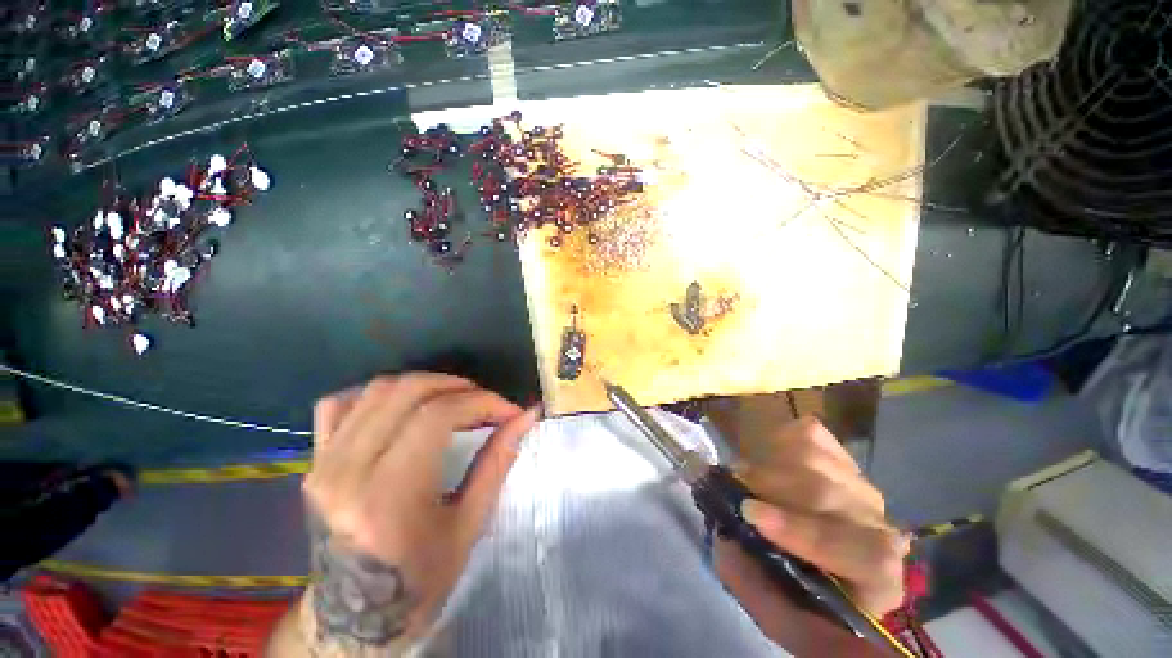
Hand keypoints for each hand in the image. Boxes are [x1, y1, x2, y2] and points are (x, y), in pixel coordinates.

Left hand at [298, 373, 538, 654]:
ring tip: (454, 400)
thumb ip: (498, 461)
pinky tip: (403, 405)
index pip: (438, 417)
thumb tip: (527, 416)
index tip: (510, 411)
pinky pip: (338, 404)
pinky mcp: (314, 462)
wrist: (353, 616)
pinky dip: (378, 393)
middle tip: (485, 402)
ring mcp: (323, 464)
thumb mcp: (470, 524)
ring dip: (425, 385)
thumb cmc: (420, 580)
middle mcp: (347, 473)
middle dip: (458, 387)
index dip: (482, 402)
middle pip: (408, 393)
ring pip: (377, 390)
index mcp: (388, 497)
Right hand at [715, 418, 907, 653]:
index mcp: (877, 580)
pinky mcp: (842, 458)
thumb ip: (752, 579)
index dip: (804, 532)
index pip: (864, 553)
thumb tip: (725, 533)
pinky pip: (809, 433)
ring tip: (746, 478)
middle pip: (828, 493)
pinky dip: (780, 438)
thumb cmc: (797, 593)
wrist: (818, 564)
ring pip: (814, 459)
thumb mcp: (771, 605)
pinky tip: (770, 457)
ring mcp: (860, 486)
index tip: (751, 513)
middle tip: (732, 486)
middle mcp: (878, 527)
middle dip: (769, 486)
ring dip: (768, 465)